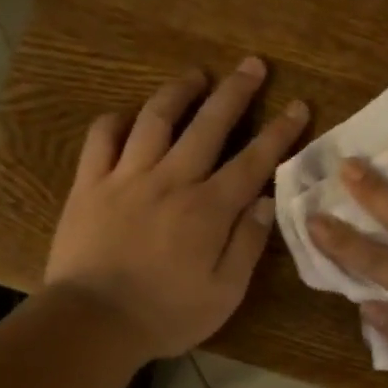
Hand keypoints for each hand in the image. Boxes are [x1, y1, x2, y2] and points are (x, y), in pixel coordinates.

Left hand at [43, 59, 308, 357]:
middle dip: (234, 92)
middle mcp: (171, 180)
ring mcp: (126, 178)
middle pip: (208, 125)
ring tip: (196, 75)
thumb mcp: (224, 293)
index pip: (252, 160)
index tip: (297, 106)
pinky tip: (129, 116)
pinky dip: (117, 120)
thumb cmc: (166, 314)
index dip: (278, 132)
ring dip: (179, 92)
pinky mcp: (90, 185)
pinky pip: (101, 138)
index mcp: (208, 209)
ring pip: (155, 119)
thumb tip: (265, 201)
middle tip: (251, 64)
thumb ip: (247, 244)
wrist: (92, 322)